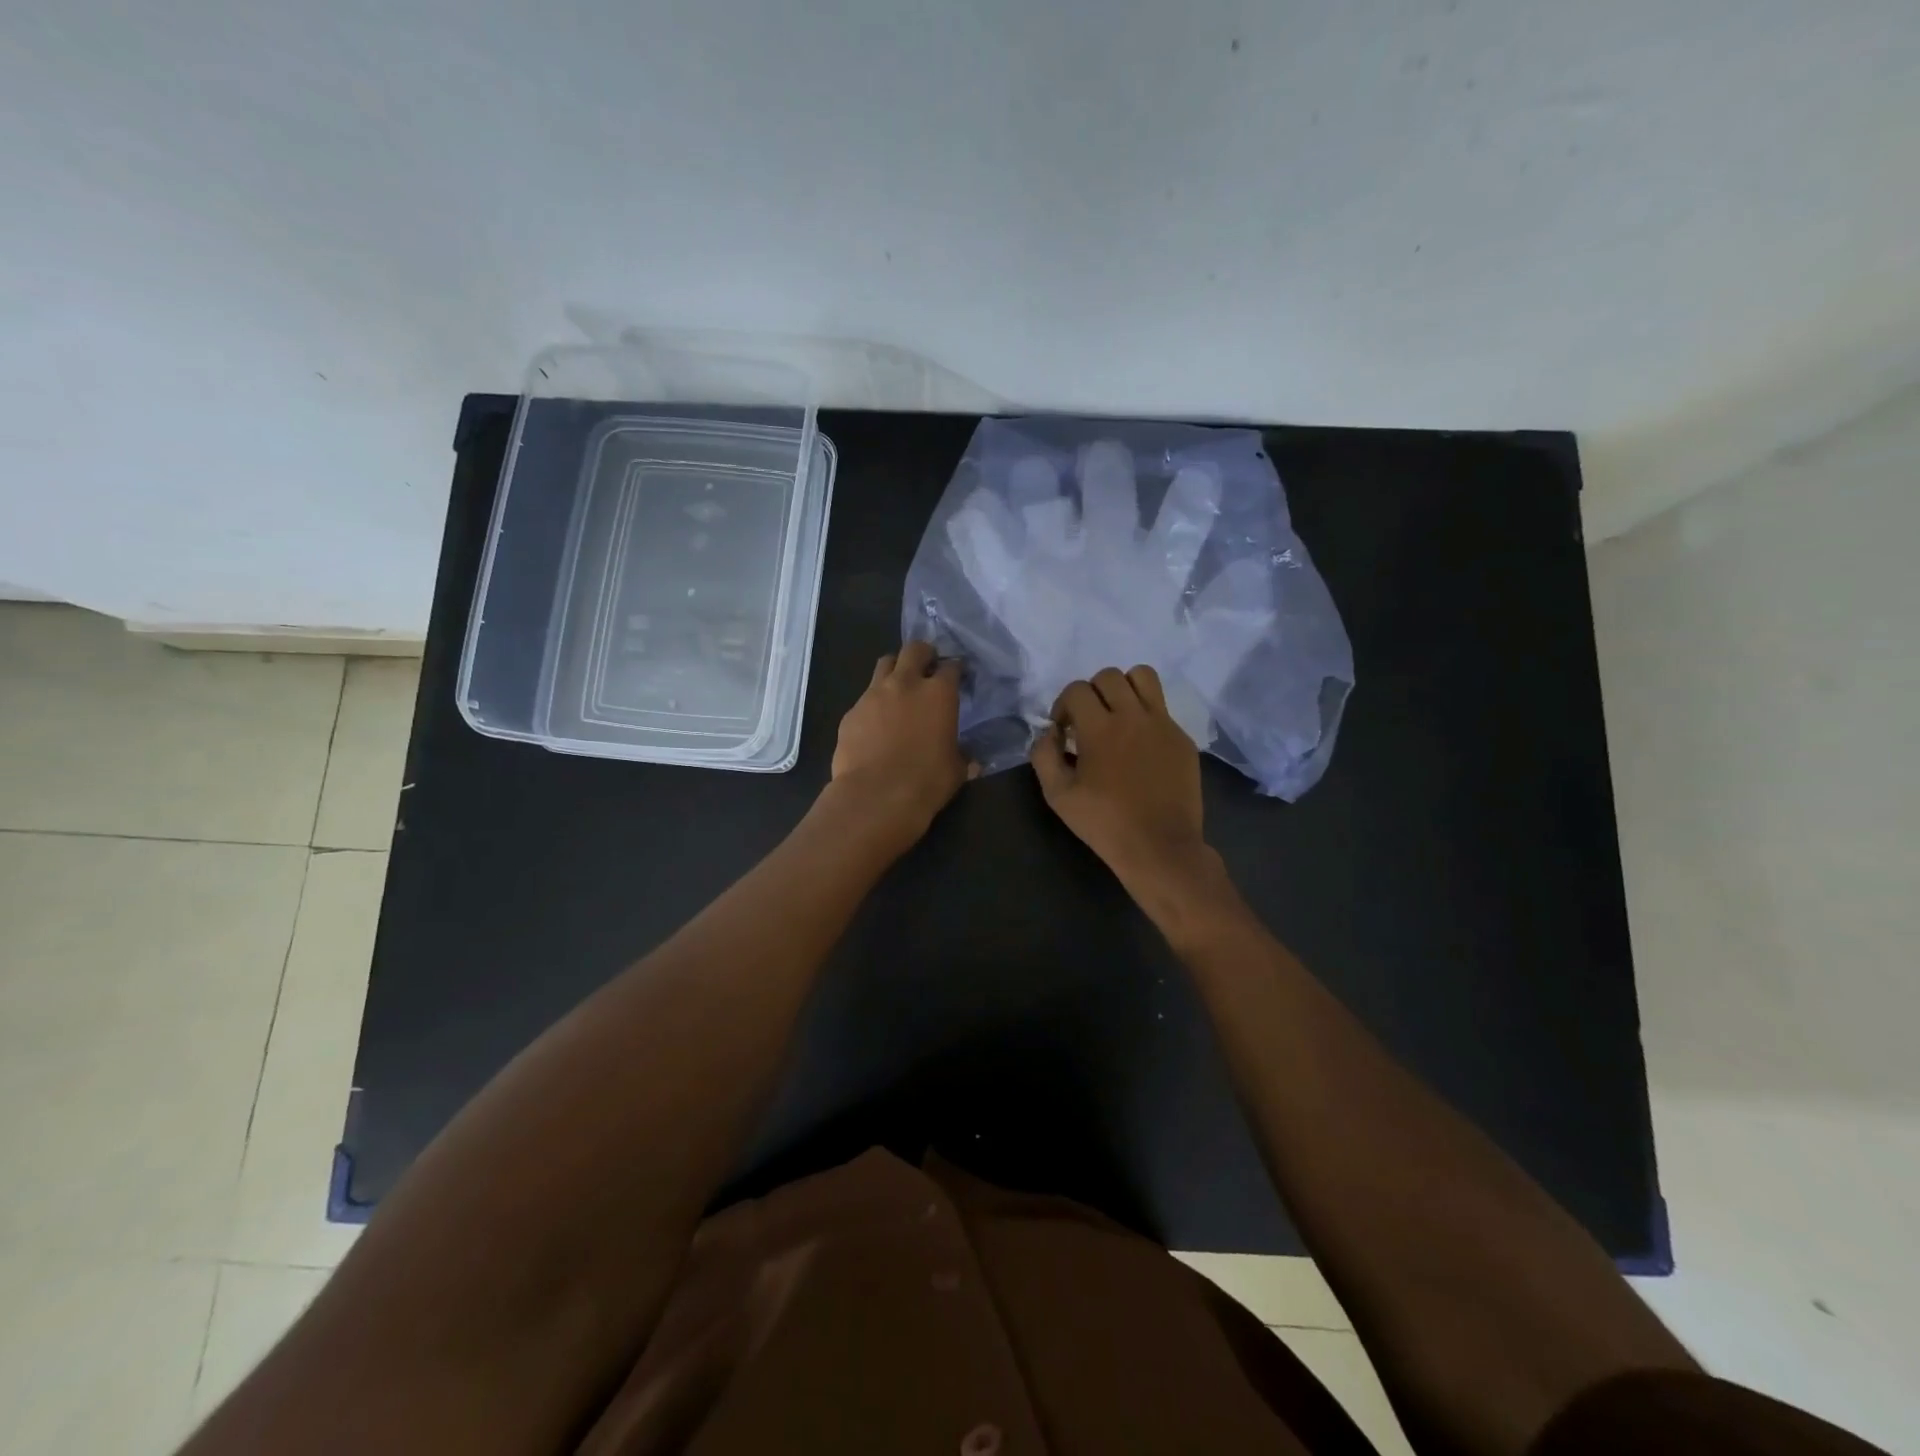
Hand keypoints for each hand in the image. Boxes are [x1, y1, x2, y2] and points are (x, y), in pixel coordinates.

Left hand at [826, 640, 974, 852]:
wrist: (875, 797)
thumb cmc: (926, 783)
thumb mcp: (956, 770)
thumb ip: (962, 757)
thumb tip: (971, 761)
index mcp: (939, 693)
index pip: (951, 666)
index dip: (956, 670)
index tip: (958, 677)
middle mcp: (906, 684)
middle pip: (914, 649)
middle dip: (923, 654)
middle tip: (927, 667)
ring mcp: (873, 695)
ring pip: (885, 664)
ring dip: (895, 669)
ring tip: (900, 687)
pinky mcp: (851, 712)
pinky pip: (865, 697)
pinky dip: (874, 703)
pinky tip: (876, 723)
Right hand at [1030, 665, 1213, 892]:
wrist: (1159, 847)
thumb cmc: (1104, 823)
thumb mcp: (1058, 795)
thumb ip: (1044, 755)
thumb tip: (1049, 732)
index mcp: (1099, 727)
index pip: (1077, 689)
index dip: (1063, 705)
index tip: (1064, 730)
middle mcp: (1133, 715)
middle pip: (1109, 676)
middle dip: (1092, 692)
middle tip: (1089, 721)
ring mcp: (1163, 724)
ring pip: (1143, 676)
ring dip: (1124, 688)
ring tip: (1118, 715)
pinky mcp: (1182, 738)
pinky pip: (1162, 708)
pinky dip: (1146, 715)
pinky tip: (1140, 745)